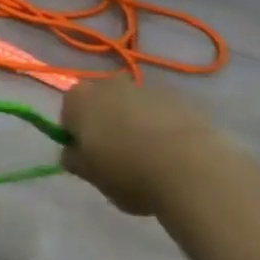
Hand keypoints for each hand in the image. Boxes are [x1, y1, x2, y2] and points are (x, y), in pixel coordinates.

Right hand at [59, 78, 229, 215]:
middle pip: (101, 104)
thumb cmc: (128, 172)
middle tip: (117, 158)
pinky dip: (162, 127)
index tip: (88, 158)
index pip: (68, 112)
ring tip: (150, 159)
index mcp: (79, 99)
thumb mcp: (90, 176)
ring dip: (135, 124)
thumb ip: (74, 160)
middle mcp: (108, 84)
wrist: (191, 168)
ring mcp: (145, 88)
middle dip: (105, 124)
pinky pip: (161, 113)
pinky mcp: (179, 98)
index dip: (75, 135)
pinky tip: (173, 155)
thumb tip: (71, 153)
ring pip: (132, 106)